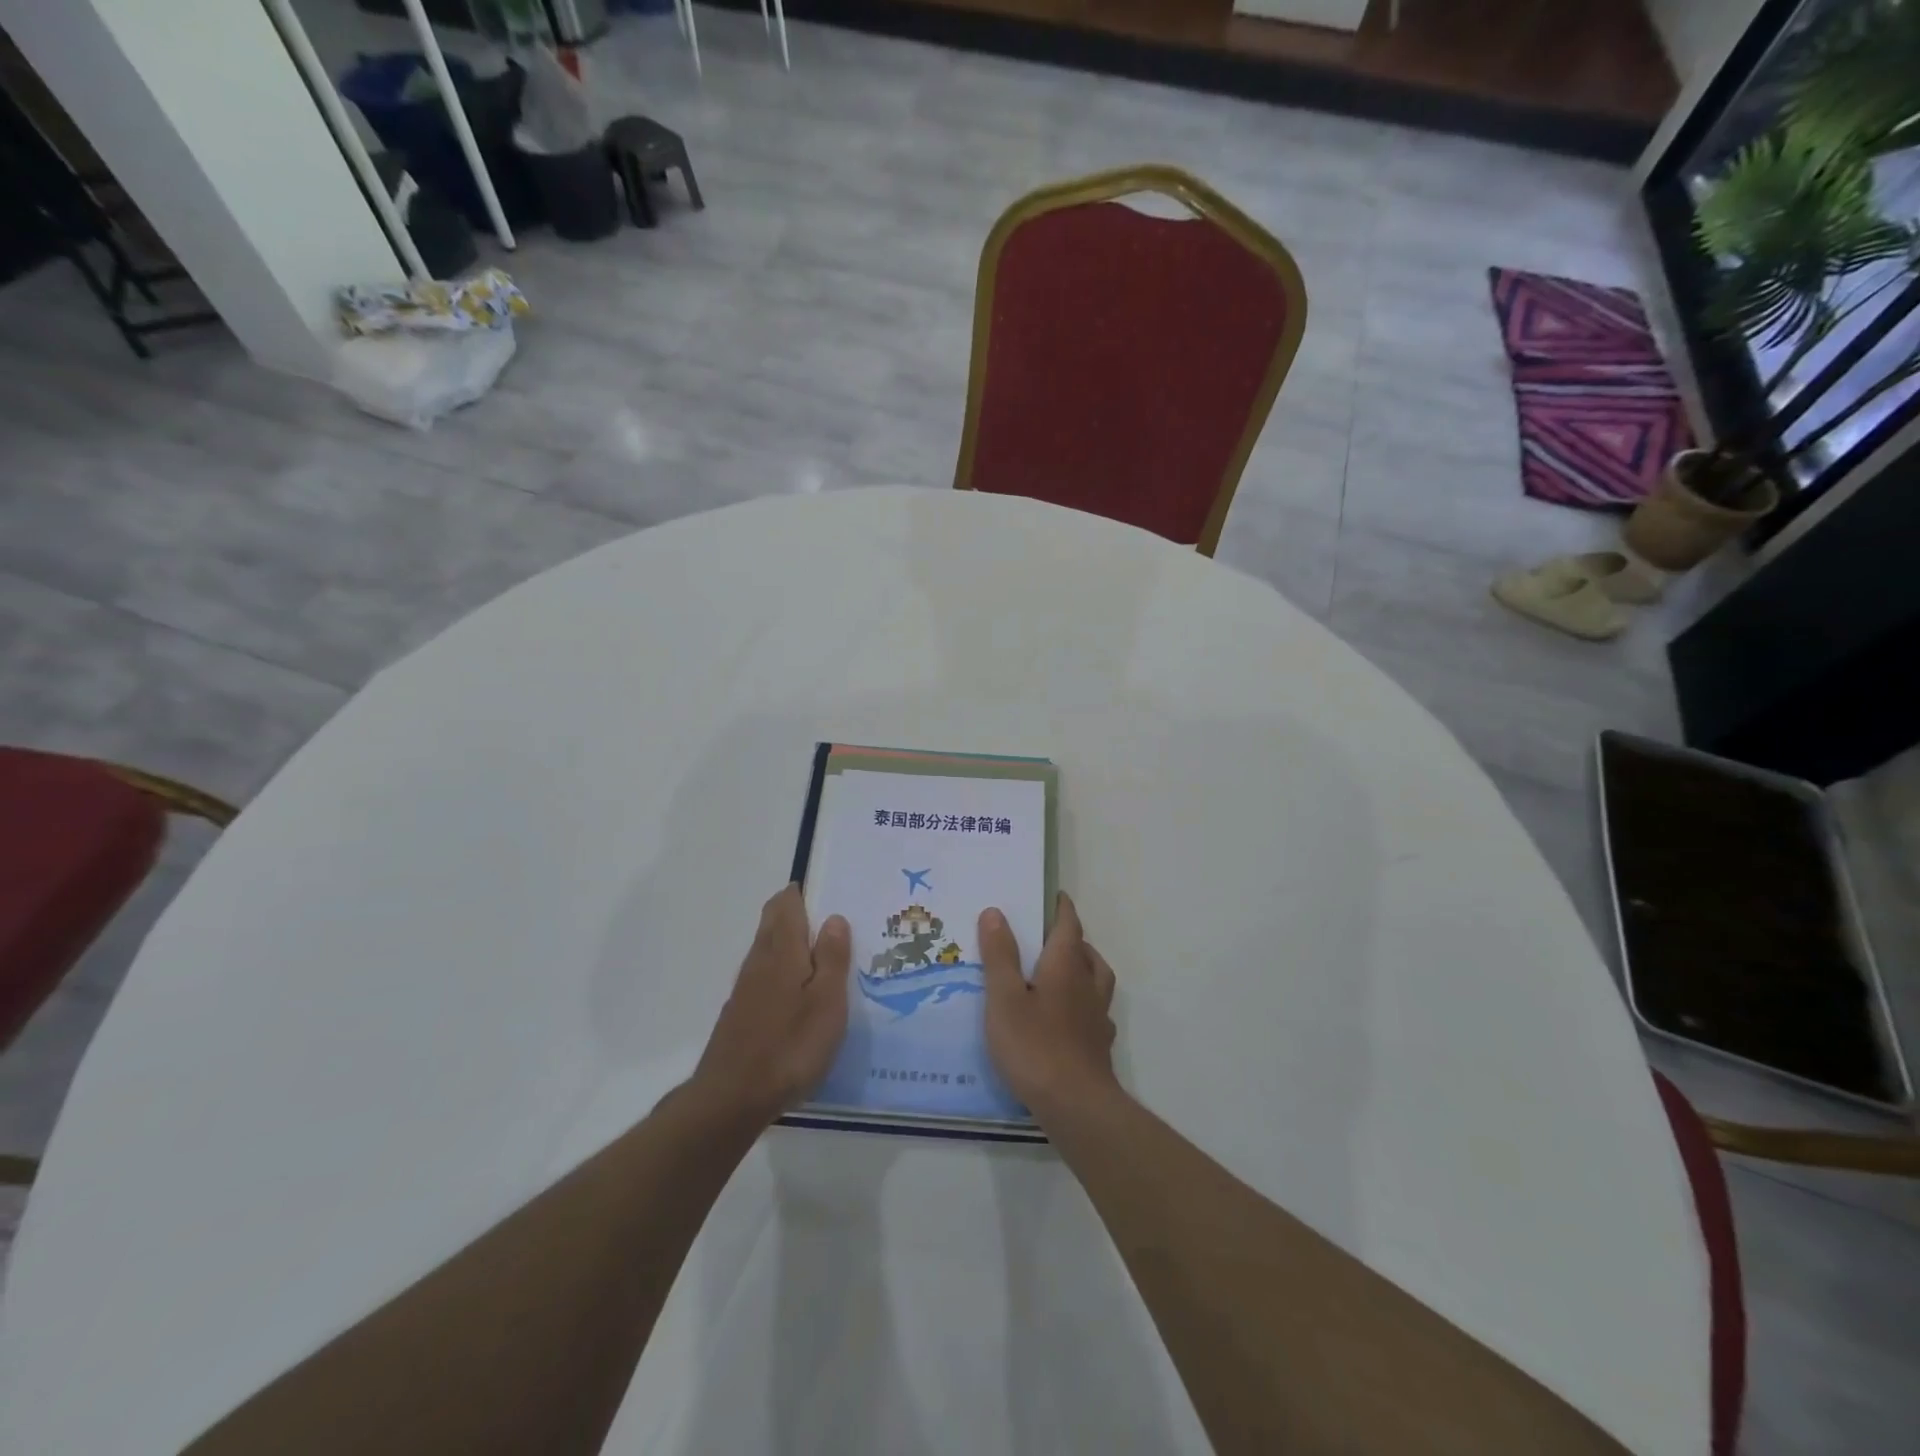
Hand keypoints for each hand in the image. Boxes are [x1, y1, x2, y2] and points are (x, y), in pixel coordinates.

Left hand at [690, 885, 849, 1125]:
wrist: (732, 1098)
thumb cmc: (790, 1045)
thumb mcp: (827, 1001)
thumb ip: (832, 957)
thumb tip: (834, 917)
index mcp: (783, 951)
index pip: (787, 905)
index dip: (802, 892)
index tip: (826, 889)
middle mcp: (760, 961)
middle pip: (773, 922)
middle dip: (795, 911)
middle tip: (829, 916)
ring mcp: (746, 988)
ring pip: (767, 948)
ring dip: (789, 939)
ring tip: (820, 950)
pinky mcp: (741, 1013)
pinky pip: (764, 974)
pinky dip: (782, 967)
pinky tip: (798, 990)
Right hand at [978, 893, 1118, 1114]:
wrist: (1076, 1105)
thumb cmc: (1035, 1045)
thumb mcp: (1004, 997)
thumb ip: (1000, 955)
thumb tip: (996, 911)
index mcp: (1065, 967)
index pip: (1069, 926)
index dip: (1062, 909)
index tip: (1056, 896)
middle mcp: (1087, 986)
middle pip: (1087, 953)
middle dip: (1072, 939)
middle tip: (1052, 936)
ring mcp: (1097, 1018)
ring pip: (1098, 981)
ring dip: (1084, 968)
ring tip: (1063, 973)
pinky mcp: (1098, 1047)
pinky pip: (1095, 1013)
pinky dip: (1084, 1005)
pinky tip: (1070, 1019)